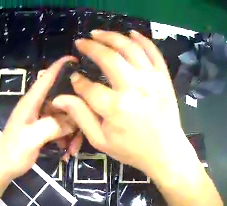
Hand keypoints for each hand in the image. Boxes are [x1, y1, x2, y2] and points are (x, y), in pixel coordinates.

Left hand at [0, 57, 78, 178]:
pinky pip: (60, 128)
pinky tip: (67, 152)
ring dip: (72, 131)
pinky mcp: (42, 129)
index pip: (46, 77)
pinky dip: (66, 138)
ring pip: (63, 116)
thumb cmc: (12, 152)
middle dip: (75, 112)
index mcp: (31, 102)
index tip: (76, 59)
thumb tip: (74, 120)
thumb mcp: (31, 138)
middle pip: (61, 99)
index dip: (60, 66)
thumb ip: (52, 126)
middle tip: (85, 127)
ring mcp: (40, 118)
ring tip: (73, 148)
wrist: (3, 168)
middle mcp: (37, 106)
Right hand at [52, 30, 194, 176]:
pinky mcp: (164, 78)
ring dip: (112, 36)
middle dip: (91, 46)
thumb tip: (60, 98)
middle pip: (108, 57)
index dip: (77, 81)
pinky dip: (142, 39)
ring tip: (98, 33)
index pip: (88, 86)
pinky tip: (131, 33)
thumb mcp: (101, 141)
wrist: (166, 152)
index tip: (74, 78)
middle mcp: (133, 88)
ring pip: (130, 48)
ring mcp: (151, 80)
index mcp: (115, 108)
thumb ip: (80, 117)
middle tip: (81, 42)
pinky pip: (153, 52)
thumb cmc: (133, 149)